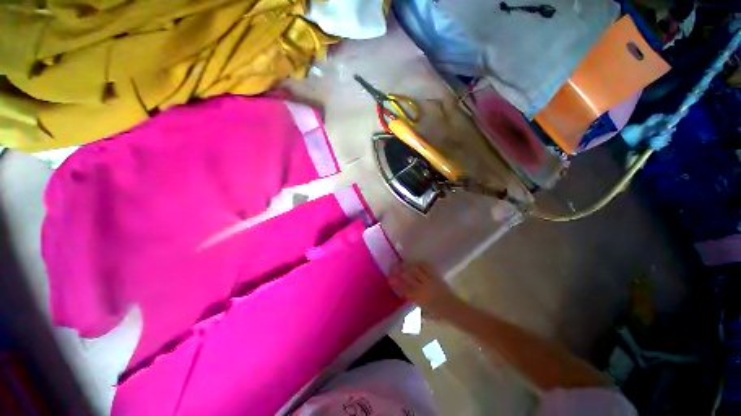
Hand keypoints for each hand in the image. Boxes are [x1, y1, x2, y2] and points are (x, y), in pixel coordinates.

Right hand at [388, 262, 459, 318]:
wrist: (454, 309)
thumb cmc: (438, 314)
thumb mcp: (423, 312)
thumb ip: (413, 302)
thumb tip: (403, 295)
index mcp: (418, 298)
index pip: (403, 288)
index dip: (395, 282)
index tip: (389, 278)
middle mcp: (422, 288)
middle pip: (407, 277)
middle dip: (398, 271)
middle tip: (392, 268)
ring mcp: (429, 280)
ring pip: (415, 270)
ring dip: (407, 266)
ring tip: (401, 263)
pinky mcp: (435, 275)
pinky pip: (426, 266)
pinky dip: (419, 263)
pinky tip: (414, 262)